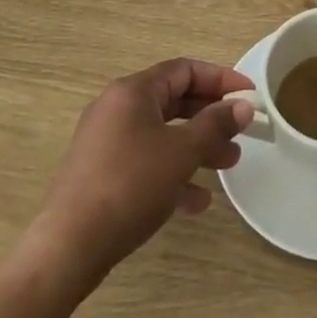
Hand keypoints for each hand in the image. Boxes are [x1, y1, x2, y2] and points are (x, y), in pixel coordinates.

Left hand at [29, 58, 253, 286]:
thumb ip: (215, 125)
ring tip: (228, 166)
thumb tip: (244, 106)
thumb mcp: (181, 152)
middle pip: (174, 101)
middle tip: (241, 134)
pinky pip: (145, 162)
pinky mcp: (100, 174)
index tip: (248, 96)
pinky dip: (172, 173)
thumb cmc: (130, 185)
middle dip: (210, 117)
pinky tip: (196, 201)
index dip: (220, 79)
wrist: (68, 247)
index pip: (185, 70)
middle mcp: (117, 108)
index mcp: (133, 91)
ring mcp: (106, 142)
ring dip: (196, 147)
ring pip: (162, 134)